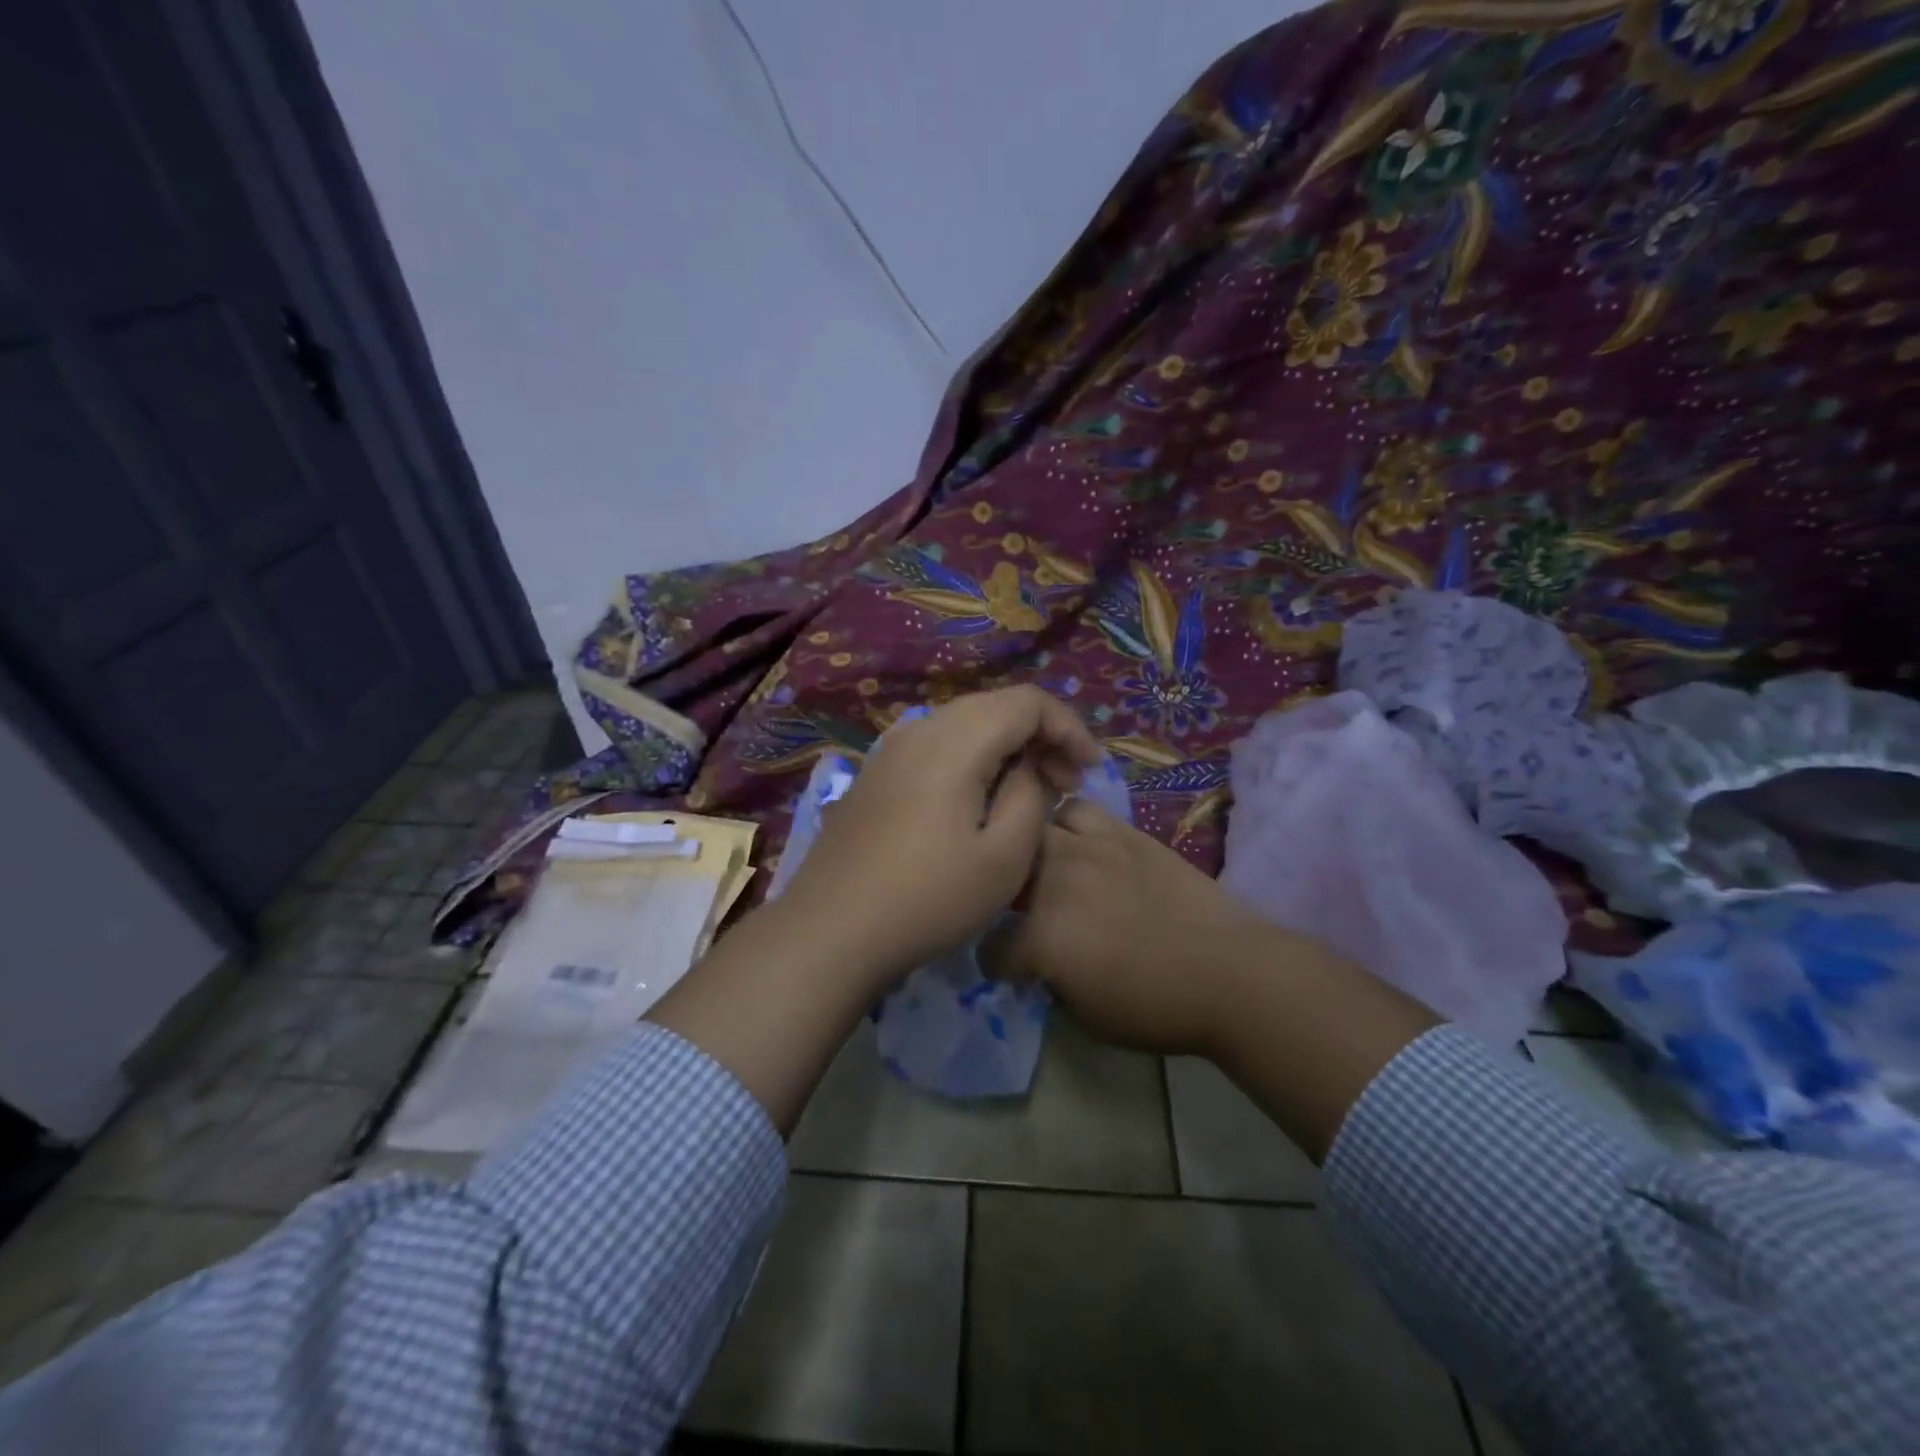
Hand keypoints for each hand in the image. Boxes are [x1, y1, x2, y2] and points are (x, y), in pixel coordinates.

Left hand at [774, 687, 1101, 987]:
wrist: (831, 930)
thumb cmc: (929, 898)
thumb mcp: (1005, 856)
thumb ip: (1030, 795)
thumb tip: (1028, 766)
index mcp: (955, 740)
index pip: (1027, 702)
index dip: (1068, 728)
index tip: (1089, 772)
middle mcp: (920, 729)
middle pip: (995, 707)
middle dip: (1040, 736)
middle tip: (1064, 785)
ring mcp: (890, 750)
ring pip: (964, 725)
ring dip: (1004, 747)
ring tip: (1027, 792)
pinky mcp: (875, 774)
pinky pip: (936, 747)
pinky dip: (971, 759)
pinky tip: (978, 799)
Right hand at [1000, 798, 1284, 1055]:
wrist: (1230, 973)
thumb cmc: (1159, 1007)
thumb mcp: (1088, 1017)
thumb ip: (1051, 983)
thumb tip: (1043, 965)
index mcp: (1042, 939)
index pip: (993, 950)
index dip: (999, 965)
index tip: (1013, 970)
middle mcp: (1055, 883)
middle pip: (1005, 872)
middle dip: (1006, 894)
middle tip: (1026, 911)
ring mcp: (1088, 849)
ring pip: (1036, 829)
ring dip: (1034, 852)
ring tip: (1049, 867)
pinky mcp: (1121, 833)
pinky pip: (1079, 810)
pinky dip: (1070, 825)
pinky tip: (1082, 844)